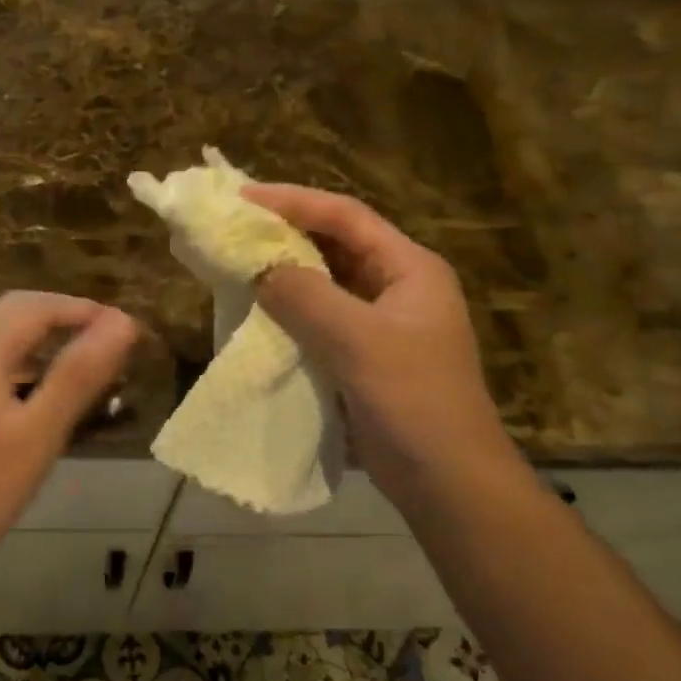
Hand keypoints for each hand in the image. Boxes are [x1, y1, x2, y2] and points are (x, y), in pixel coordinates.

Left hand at [0, 292, 139, 565]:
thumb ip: (80, 374)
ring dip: (40, 335)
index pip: (39, 306)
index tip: (128, 330)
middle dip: (64, 316)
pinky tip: (35, 388)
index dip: (87, 310)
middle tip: (108, 340)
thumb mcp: (39, 433)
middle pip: (13, 310)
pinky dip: (18, 357)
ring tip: (81, 360)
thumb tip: (123, 323)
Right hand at [244, 184, 523, 514]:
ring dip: (284, 276)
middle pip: (335, 245)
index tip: (242, 198)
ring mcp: (381, 325)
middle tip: (233, 229)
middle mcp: (397, 288)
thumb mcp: (358, 341)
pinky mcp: (364, 358)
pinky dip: (289, 315)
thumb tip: (259, 268)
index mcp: (409, 269)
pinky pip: (320, 323)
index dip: (294, 201)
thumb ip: (305, 297)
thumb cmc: (413, 401)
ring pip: (325, 285)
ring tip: (235, 266)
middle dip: (286, 235)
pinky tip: (255, 316)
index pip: (346, 216)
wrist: (447, 482)